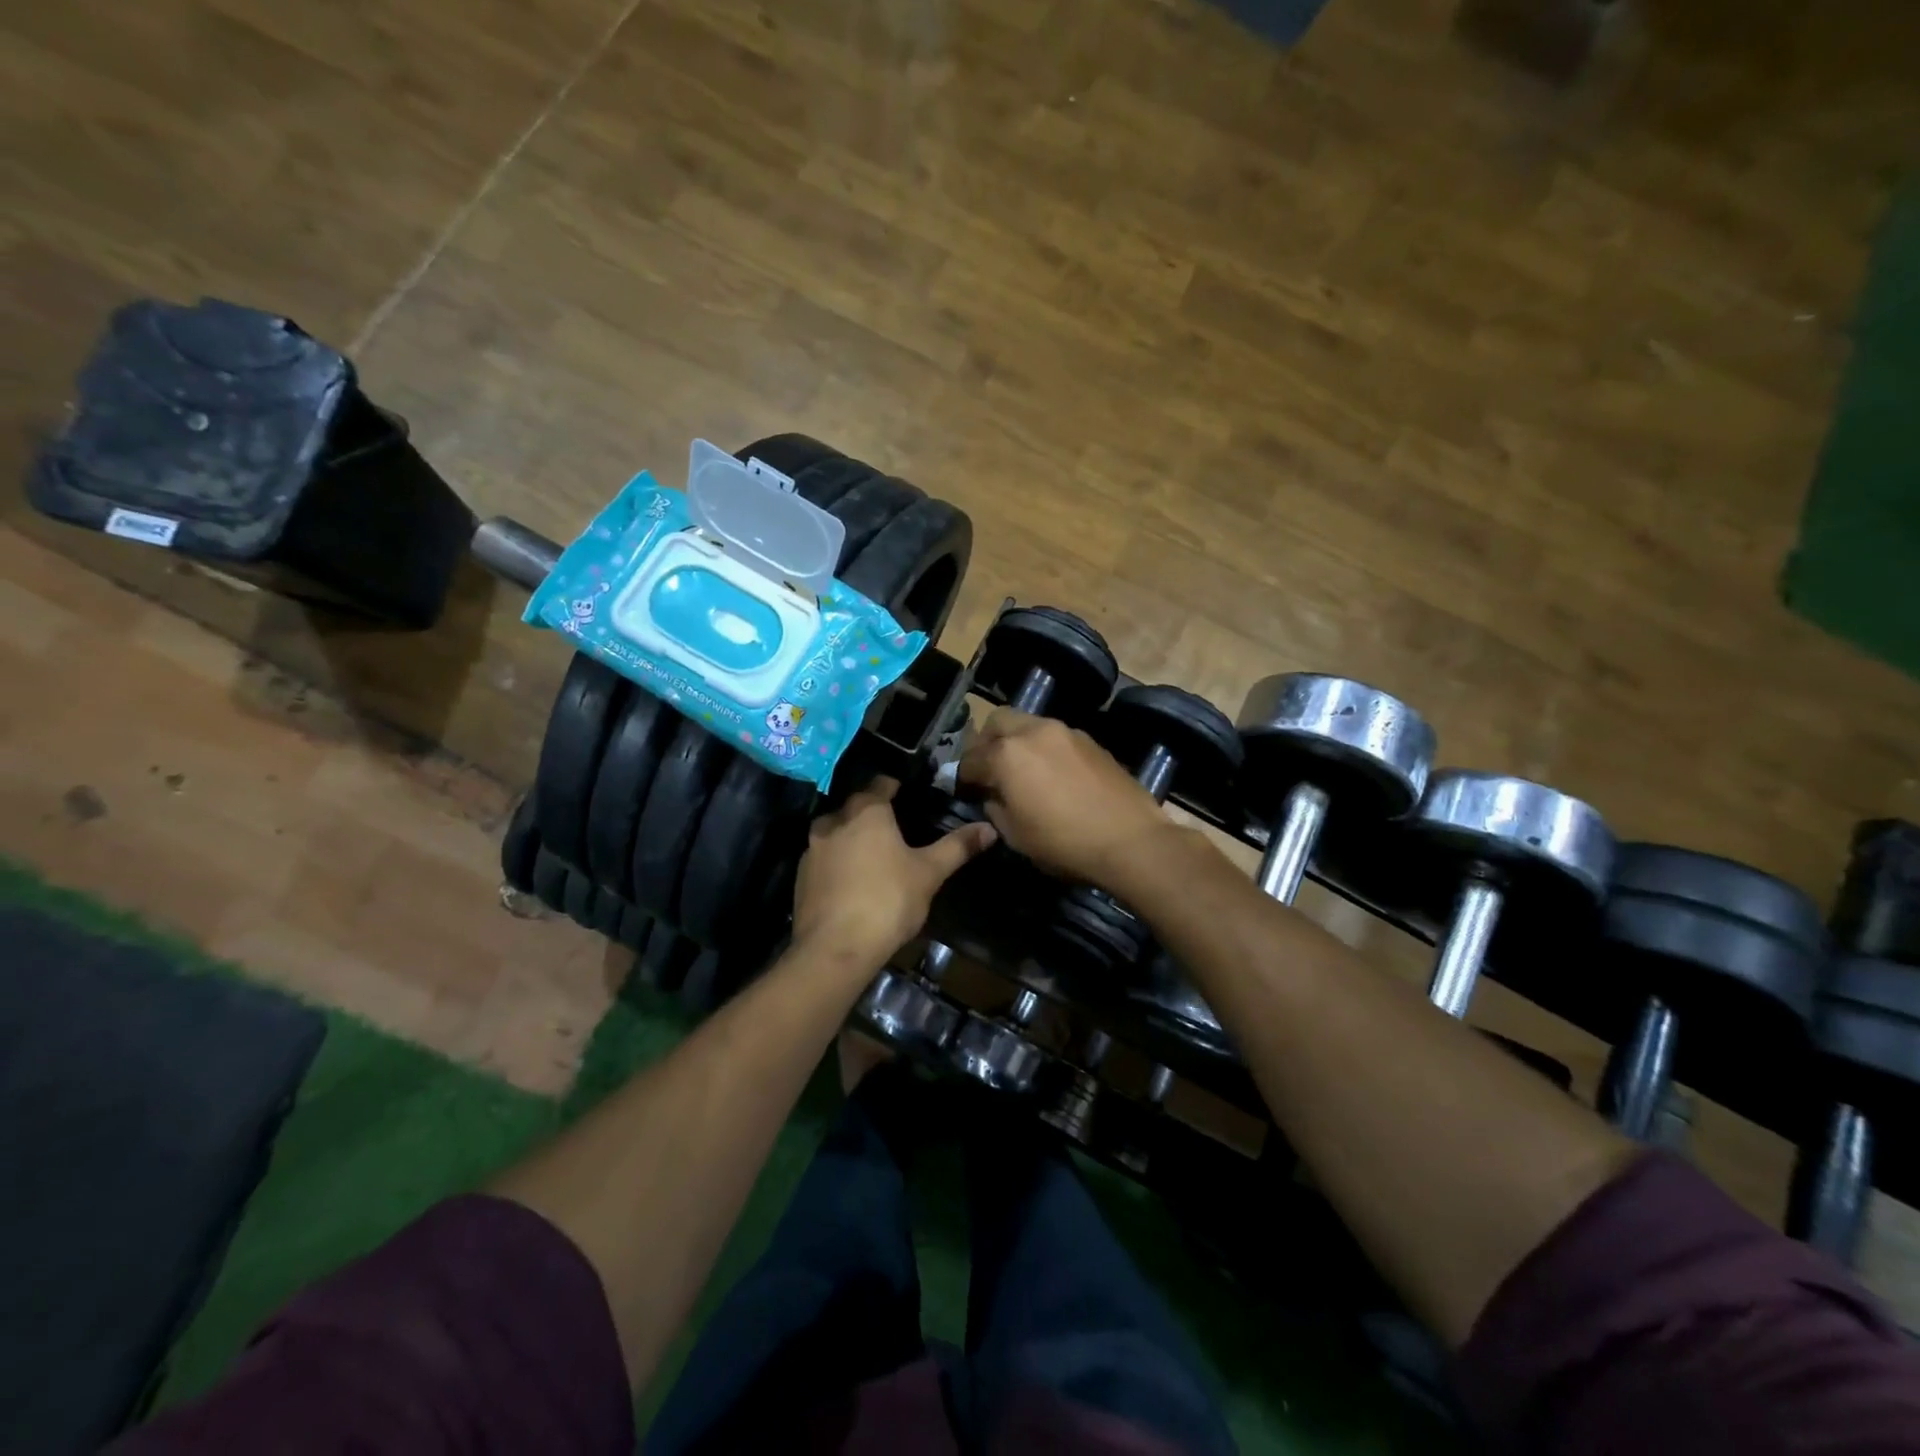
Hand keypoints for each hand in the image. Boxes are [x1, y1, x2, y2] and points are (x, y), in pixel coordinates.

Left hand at [791, 777, 995, 973]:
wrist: (835, 949)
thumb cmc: (888, 901)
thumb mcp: (930, 873)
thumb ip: (958, 846)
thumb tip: (990, 827)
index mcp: (866, 811)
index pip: (882, 783)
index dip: (897, 787)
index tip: (911, 796)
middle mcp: (834, 820)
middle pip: (857, 807)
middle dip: (875, 814)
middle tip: (898, 829)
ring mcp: (812, 848)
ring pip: (837, 832)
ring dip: (853, 838)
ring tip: (875, 856)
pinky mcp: (801, 876)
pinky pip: (824, 859)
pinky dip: (838, 863)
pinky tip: (853, 882)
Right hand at [956, 709, 1176, 889]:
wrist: (1131, 840)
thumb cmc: (1064, 843)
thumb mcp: (1015, 835)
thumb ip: (995, 806)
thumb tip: (992, 794)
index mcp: (1006, 754)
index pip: (970, 758)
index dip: (963, 777)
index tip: (966, 791)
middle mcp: (1033, 731)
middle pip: (997, 722)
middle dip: (987, 742)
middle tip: (990, 769)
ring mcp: (1065, 731)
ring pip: (1028, 724)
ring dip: (1017, 742)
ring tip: (1023, 772)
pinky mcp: (1090, 740)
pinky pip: (1054, 736)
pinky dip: (1043, 748)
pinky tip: (1052, 775)